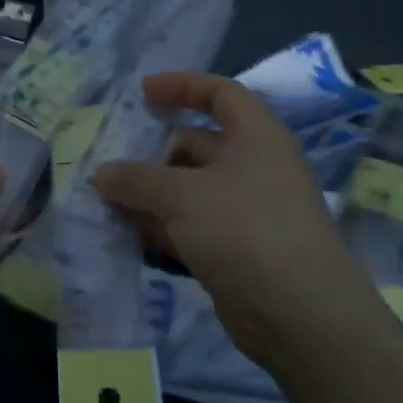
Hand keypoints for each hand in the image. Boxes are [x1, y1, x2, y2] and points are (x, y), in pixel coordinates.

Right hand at [92, 72, 381, 363]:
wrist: (300, 316)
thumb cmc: (245, 230)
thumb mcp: (183, 195)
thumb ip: (137, 179)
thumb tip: (102, 173)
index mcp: (256, 137)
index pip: (220, 94)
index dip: (182, 86)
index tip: (142, 93)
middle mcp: (254, 167)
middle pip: (196, 145)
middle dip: (152, 154)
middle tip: (110, 164)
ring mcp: (246, 210)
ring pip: (189, 189)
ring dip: (151, 194)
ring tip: (107, 200)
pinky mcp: (237, 249)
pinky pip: (191, 225)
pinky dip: (163, 226)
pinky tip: (129, 234)